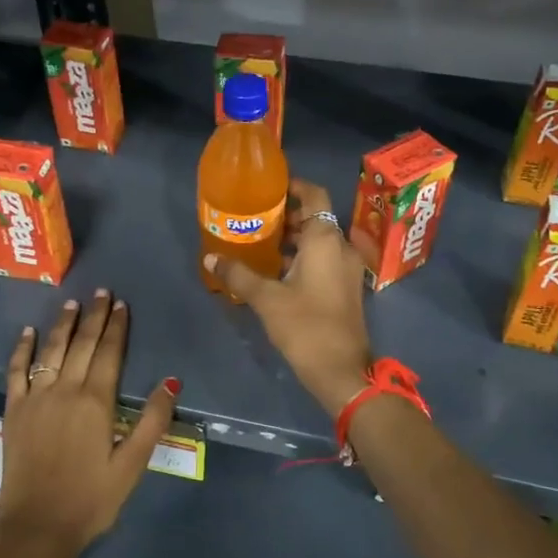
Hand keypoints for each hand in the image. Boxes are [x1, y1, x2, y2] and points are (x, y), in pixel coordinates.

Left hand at [0, 291, 177, 557]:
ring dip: (62, 325)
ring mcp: (35, 398)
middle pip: (82, 344)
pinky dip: (22, 350)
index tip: (121, 304)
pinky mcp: (13, 411)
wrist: (38, 527)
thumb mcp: (132, 464)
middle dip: (93, 316)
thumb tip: (170, 382)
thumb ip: (152, 421)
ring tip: (71, 303)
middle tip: (101, 293)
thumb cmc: (91, 499)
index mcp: (96, 402)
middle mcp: (65, 390)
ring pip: (51, 351)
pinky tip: (28, 332)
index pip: (109, 353)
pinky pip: (16, 372)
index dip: (116, 327)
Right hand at [204, 179, 371, 415]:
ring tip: (261, 244)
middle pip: (316, 217)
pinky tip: (277, 271)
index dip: (294, 186)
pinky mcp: (346, 288)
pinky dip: (304, 256)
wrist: (341, 371)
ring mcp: (347, 269)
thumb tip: (210, 259)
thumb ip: (239, 274)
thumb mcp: (266, 299)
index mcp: (325, 239)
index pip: (315, 194)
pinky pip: (324, 259)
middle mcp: (341, 246)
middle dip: (288, 215)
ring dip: (295, 238)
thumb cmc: (305, 326)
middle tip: (257, 219)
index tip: (269, 188)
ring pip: (320, 240)